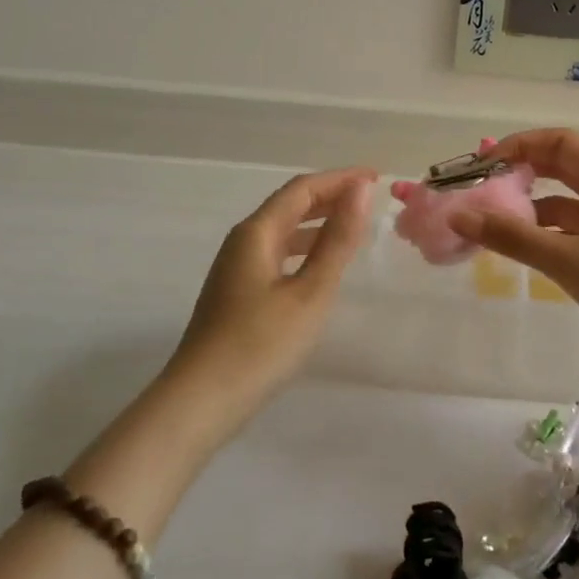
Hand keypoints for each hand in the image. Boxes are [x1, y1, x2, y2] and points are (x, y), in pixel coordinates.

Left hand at [161, 166, 376, 426]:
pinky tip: (320, 266)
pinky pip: (277, 254)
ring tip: (352, 227)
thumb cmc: (261, 344)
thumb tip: (360, 190)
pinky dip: (304, 249)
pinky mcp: (237, 294)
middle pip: (289, 205)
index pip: (302, 189)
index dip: (340, 179)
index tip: (376, 177)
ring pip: (282, 231)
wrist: (202, 401)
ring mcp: (236, 270)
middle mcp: (242, 242)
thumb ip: (337, 240)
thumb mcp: (311, 291)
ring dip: (317, 222)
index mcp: (257, 233)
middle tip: (369, 198)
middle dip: (329, 196)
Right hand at [444, 129, 578, 376]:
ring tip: (494, 226)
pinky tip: (528, 252)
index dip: (520, 146)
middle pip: (565, 169)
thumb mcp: (568, 260)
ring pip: (570, 204)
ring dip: (534, 209)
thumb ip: (512, 237)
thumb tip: (459, 216)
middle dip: (523, 175)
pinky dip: (551, 235)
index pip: (561, 142)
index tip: (483, 165)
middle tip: (482, 191)